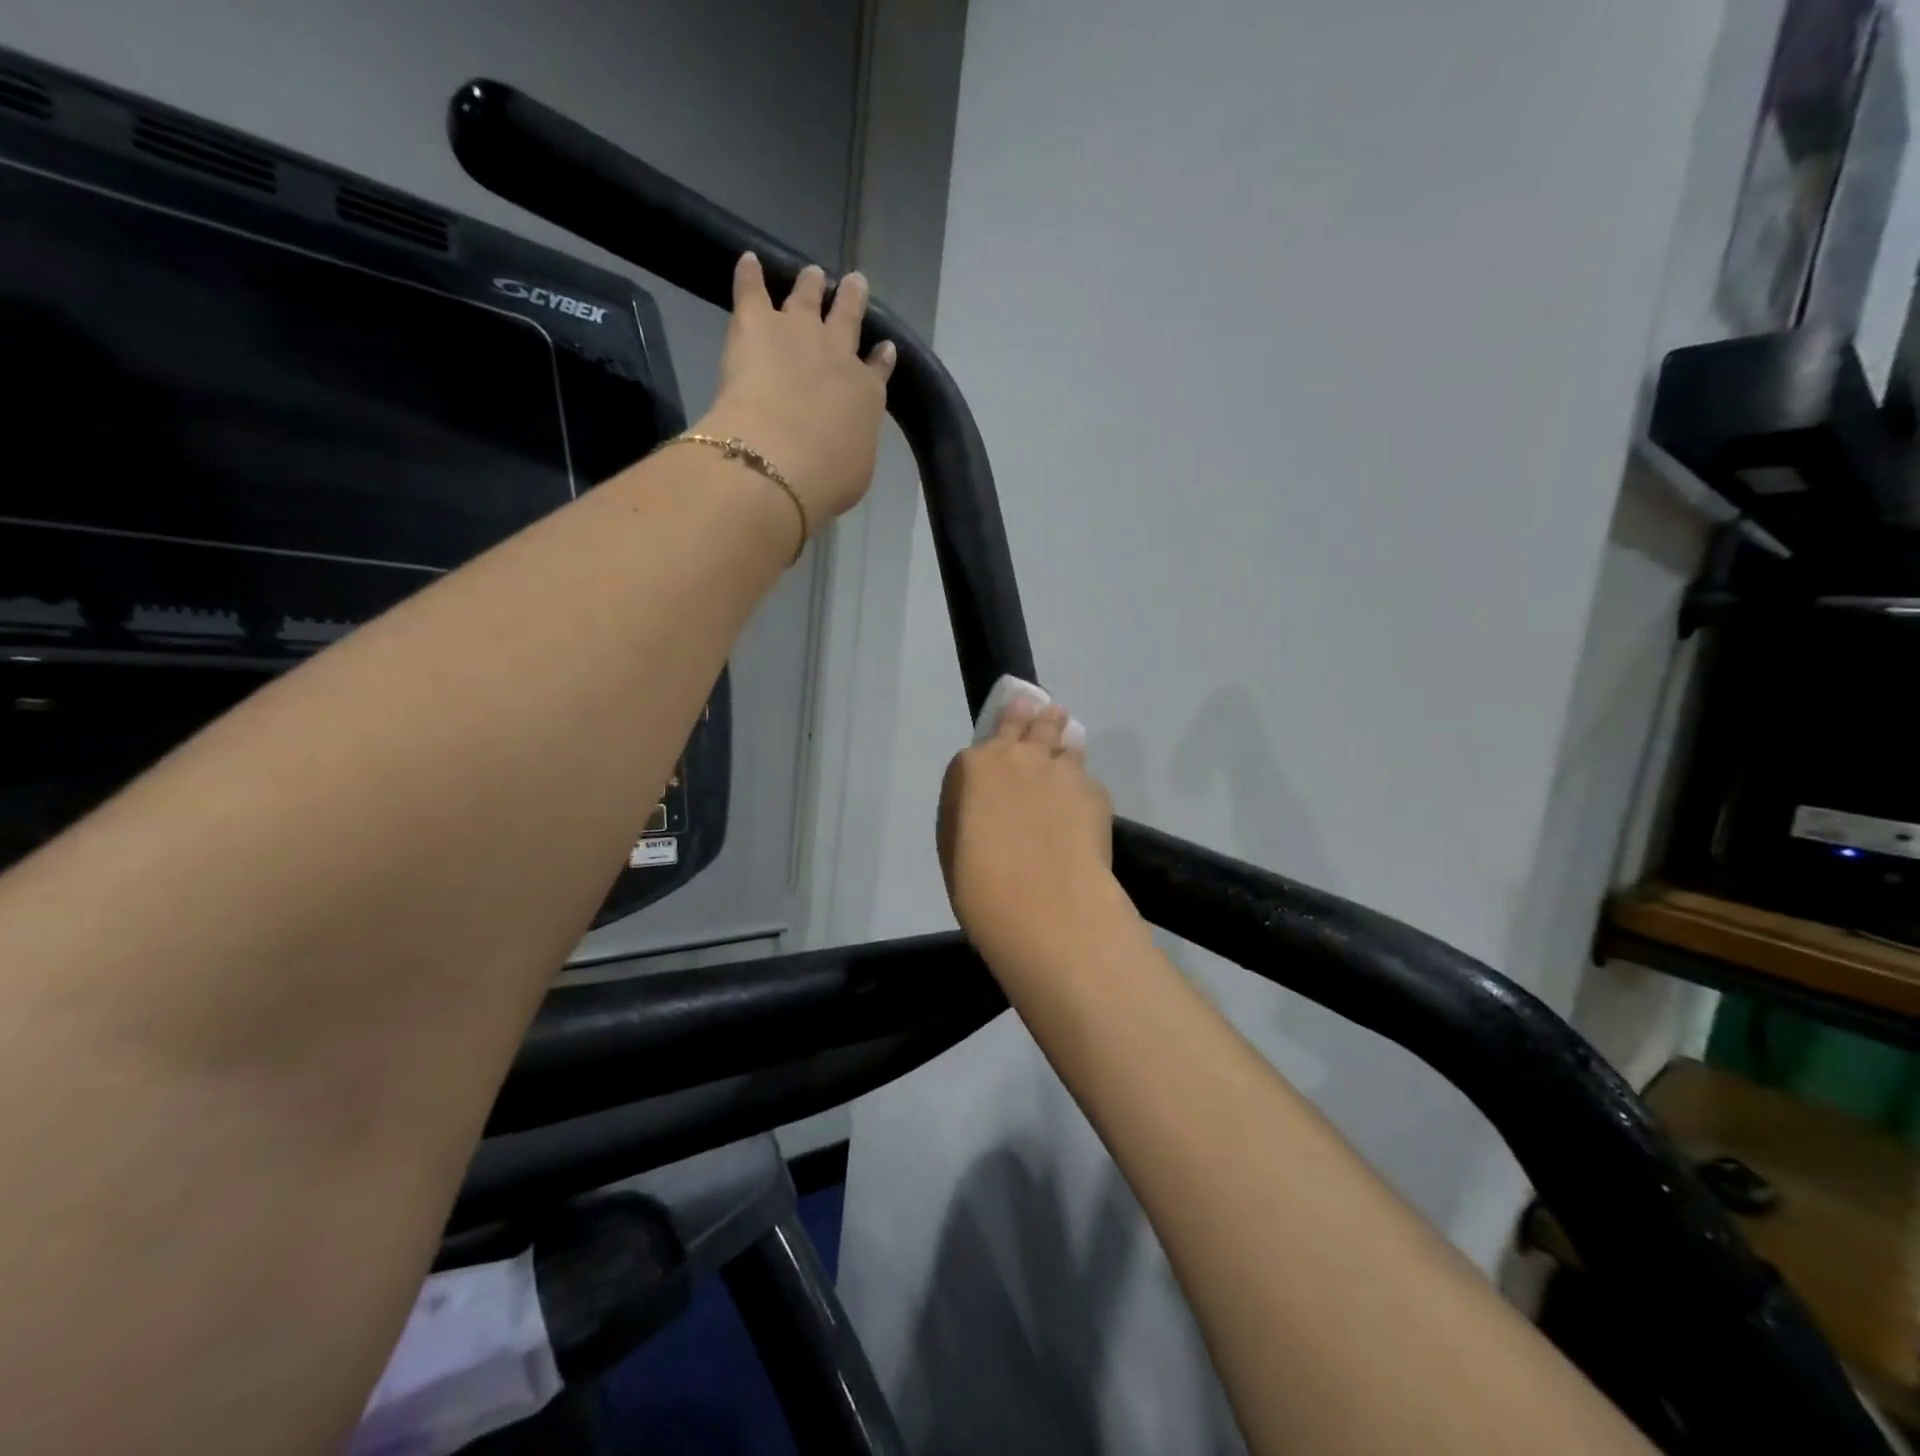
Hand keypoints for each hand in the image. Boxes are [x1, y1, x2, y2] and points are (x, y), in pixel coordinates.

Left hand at [697, 253, 896, 529]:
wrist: (780, 460)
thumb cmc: (825, 479)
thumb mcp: (856, 473)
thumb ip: (853, 448)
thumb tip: (846, 441)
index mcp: (866, 395)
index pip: (877, 370)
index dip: (880, 358)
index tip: (884, 348)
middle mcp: (838, 355)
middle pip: (848, 319)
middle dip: (852, 301)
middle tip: (855, 283)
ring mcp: (799, 333)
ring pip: (808, 296)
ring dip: (811, 284)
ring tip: (813, 274)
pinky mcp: (757, 324)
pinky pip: (753, 289)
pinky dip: (750, 274)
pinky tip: (748, 260)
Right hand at [938, 702, 1120, 962]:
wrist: (1043, 904)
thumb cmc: (980, 884)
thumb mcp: (954, 845)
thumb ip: (969, 810)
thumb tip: (984, 804)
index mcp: (975, 767)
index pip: (987, 737)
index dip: (996, 743)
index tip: (1003, 747)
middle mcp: (1018, 756)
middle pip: (1029, 721)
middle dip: (1033, 717)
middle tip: (1040, 714)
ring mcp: (1061, 769)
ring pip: (1065, 739)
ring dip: (1064, 740)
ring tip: (1067, 744)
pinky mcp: (1095, 790)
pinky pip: (1087, 780)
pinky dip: (1083, 787)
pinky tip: (1084, 809)